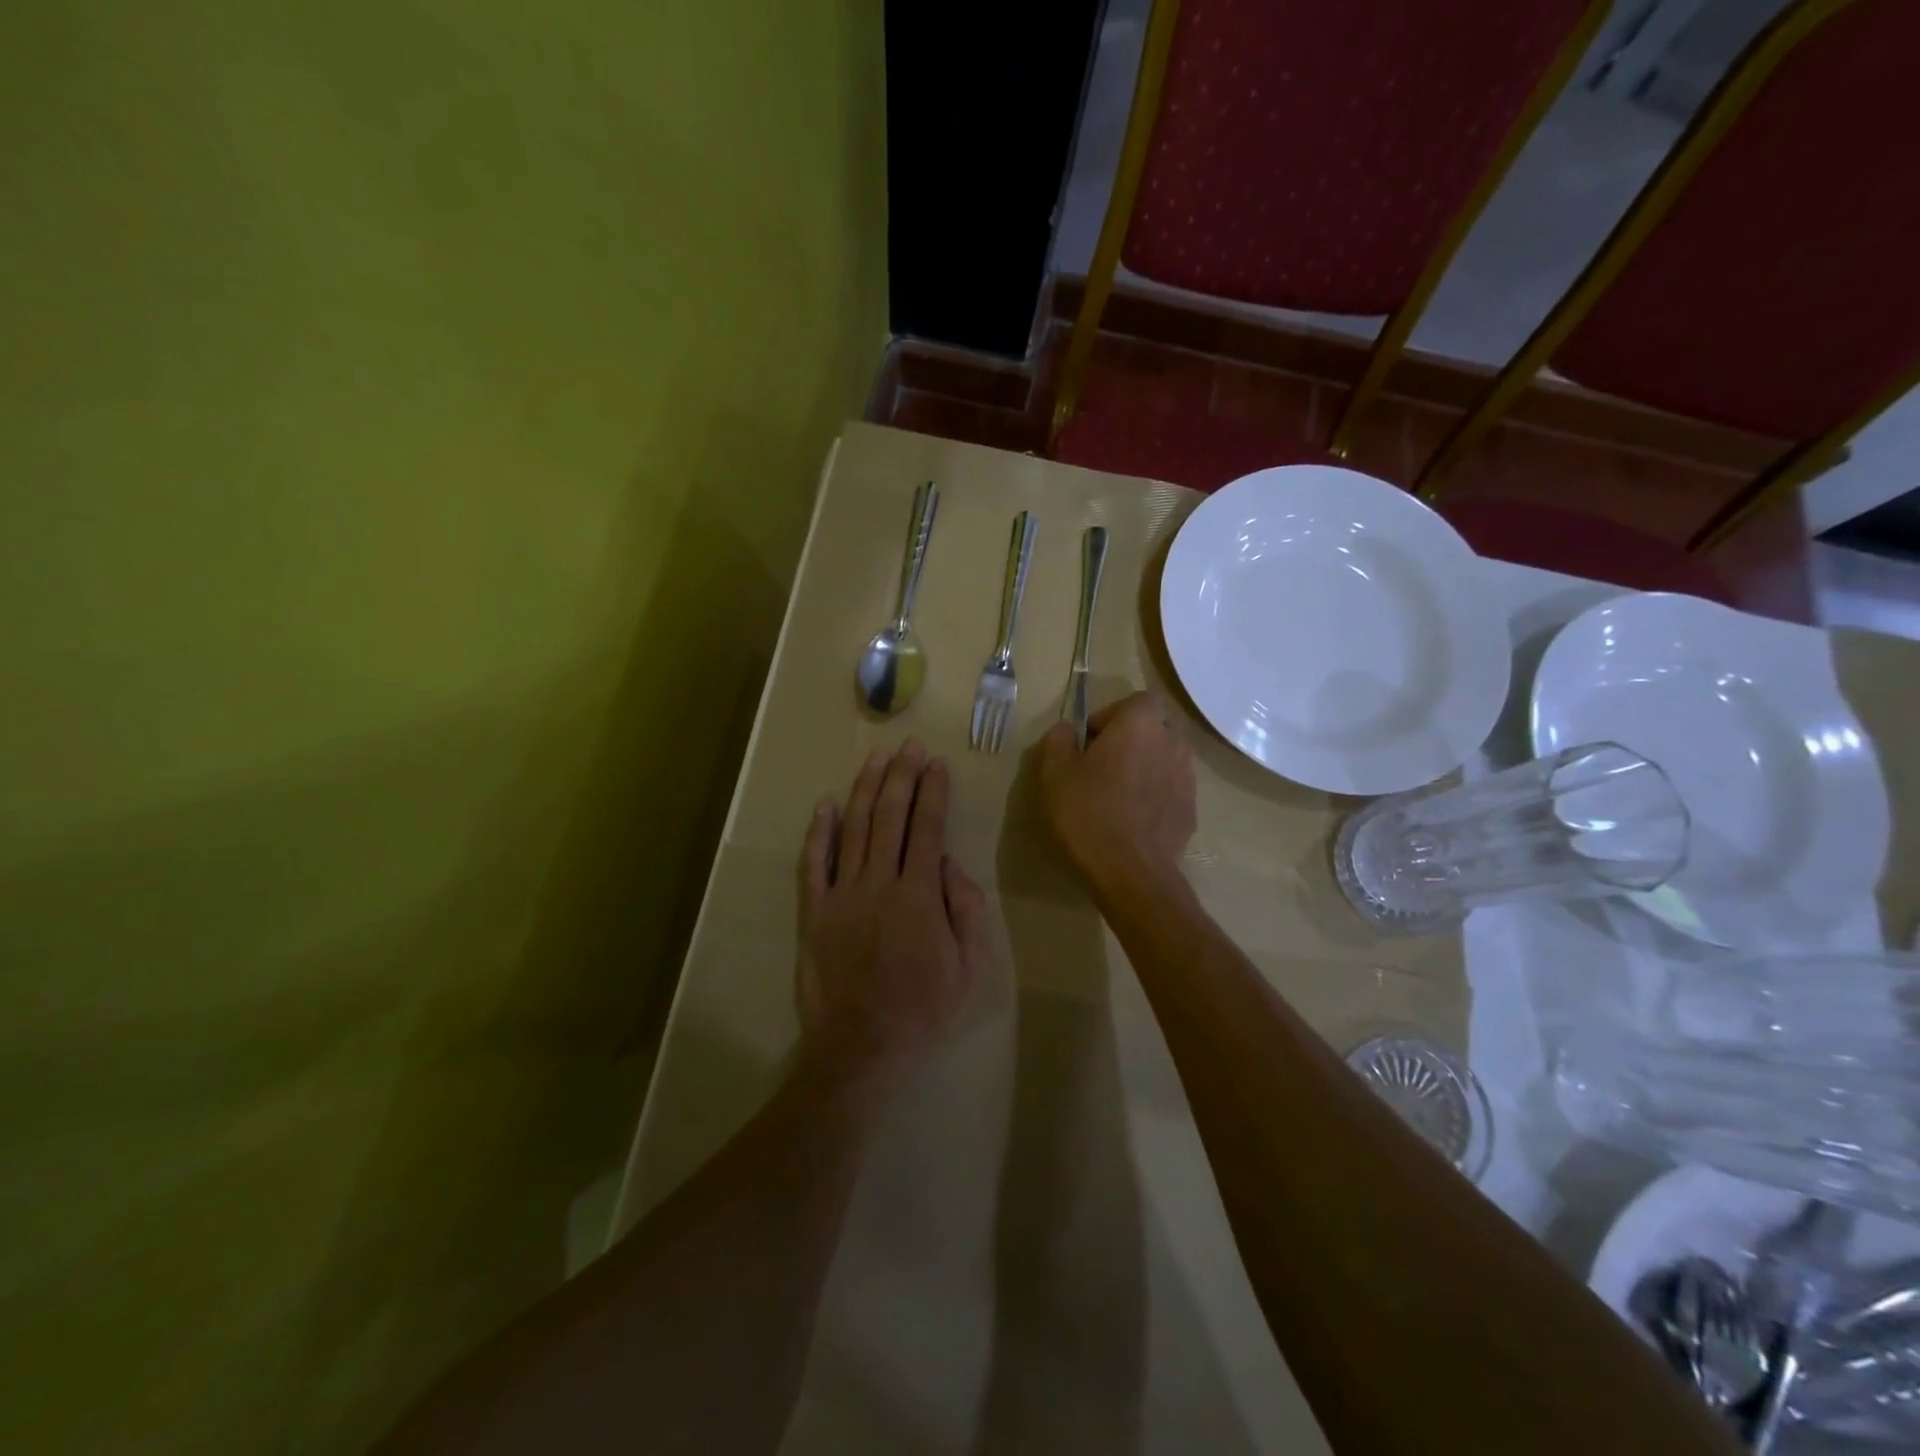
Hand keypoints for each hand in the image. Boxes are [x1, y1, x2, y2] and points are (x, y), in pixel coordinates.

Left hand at [797, 742, 989, 1084]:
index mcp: (920, 894)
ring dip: (866, 789)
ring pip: (854, 829)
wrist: (862, 1048)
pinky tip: (826, 804)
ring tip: (876, 758)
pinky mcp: (814, 912)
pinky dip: (819, 831)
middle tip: (909, 747)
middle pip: (890, 817)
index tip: (937, 764)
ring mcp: (842, 894)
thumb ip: (967, 909)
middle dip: (902, 777)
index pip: (928, 828)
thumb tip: (951, 864)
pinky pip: (814, 863)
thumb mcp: (970, 966)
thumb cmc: (924, 1009)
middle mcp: (879, 883)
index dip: (933, 792)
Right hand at [1038, 692, 1196, 895]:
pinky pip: (1169, 792)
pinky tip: (1131, 822)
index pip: (1135, 700)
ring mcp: (1188, 779)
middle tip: (1099, 768)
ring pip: (1163, 761)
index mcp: (1141, 724)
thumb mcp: (1055, 772)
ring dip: (1143, 769)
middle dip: (1129, 741)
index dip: (1110, 716)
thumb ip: (1059, 739)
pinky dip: (1153, 798)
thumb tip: (1068, 730)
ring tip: (1116, 797)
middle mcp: (1173, 742)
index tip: (1088, 742)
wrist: (1131, 872)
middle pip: (1152, 729)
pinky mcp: (1191, 811)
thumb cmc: (1088, 812)